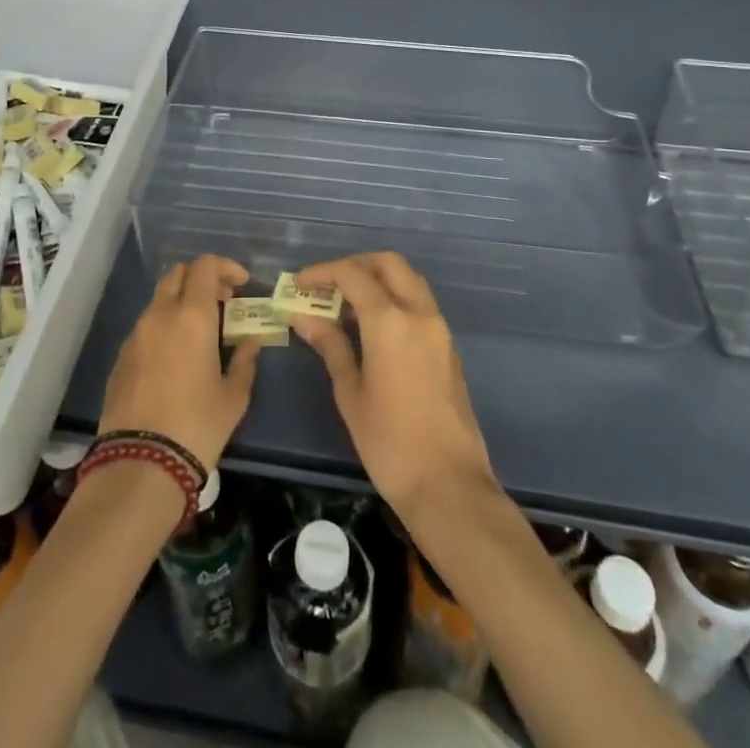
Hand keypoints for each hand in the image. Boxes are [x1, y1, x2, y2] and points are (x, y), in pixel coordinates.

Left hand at [97, 254, 261, 467]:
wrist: (140, 464)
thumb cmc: (198, 425)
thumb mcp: (234, 395)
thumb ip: (245, 359)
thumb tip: (252, 339)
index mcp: (192, 316)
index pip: (205, 266)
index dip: (226, 267)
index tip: (241, 284)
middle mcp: (160, 315)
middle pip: (178, 274)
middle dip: (202, 279)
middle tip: (222, 302)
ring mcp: (136, 334)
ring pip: (160, 299)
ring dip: (182, 302)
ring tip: (202, 331)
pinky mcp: (121, 356)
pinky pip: (146, 325)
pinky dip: (165, 325)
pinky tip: (177, 355)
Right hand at [293, 251, 494, 521]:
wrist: (449, 485)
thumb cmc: (389, 443)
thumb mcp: (350, 393)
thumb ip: (330, 346)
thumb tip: (304, 317)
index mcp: (390, 321)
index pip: (353, 274)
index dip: (323, 272)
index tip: (299, 283)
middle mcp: (419, 313)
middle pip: (388, 264)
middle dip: (355, 265)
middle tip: (327, 285)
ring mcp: (439, 328)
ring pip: (408, 280)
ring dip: (378, 279)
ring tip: (346, 305)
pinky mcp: (448, 346)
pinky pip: (419, 303)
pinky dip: (394, 299)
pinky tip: (372, 327)